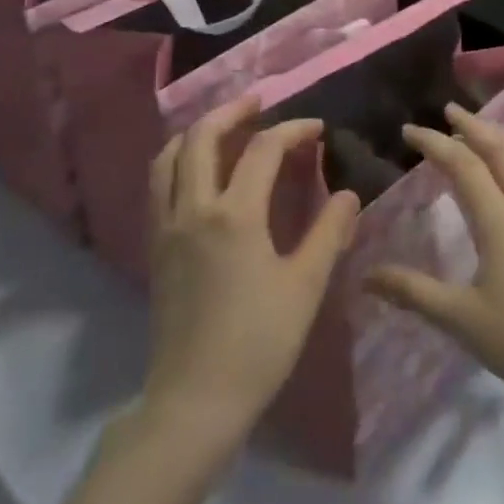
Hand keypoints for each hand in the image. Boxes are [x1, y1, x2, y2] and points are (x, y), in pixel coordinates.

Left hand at [143, 97, 359, 450]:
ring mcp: (166, 227)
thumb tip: (348, 193)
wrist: (196, 400)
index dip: (292, 130)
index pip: (263, 150)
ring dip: (197, 133)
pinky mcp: (154, 248)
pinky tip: (199, 174)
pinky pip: (158, 185)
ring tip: (225, 129)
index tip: (317, 129)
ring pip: (168, 158)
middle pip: (200, 138)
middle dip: (232, 111)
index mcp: (234, 215)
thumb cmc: (259, 343)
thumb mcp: (305, 286)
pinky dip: (177, 162)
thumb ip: (329, 232)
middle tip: (260, 103)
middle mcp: (192, 209)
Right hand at [366, 106, 503, 425]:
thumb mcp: (460, 319)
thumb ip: (412, 291)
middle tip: (449, 110)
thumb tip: (365, 276)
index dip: (435, 144)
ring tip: (485, 129)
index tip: (409, 131)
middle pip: (502, 151)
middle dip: (473, 126)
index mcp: (501, 222)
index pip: (464, 166)